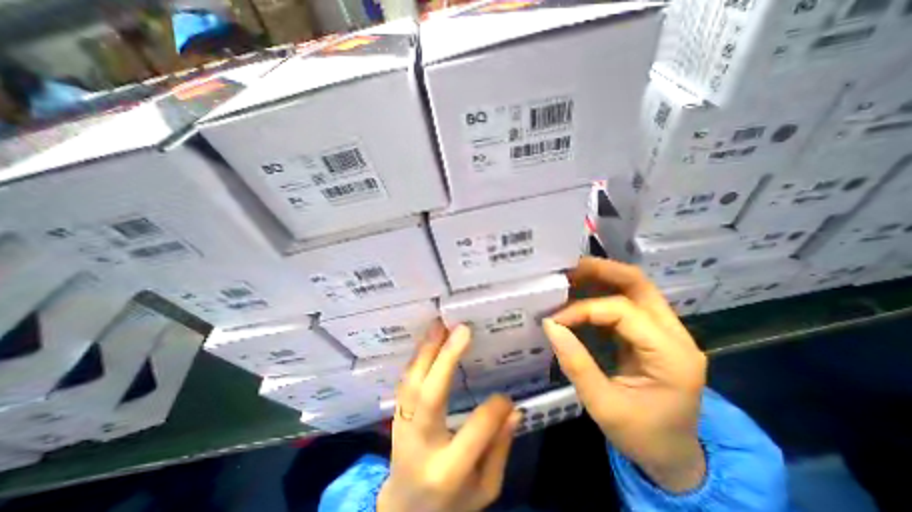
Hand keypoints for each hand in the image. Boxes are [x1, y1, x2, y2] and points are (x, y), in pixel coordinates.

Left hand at [377, 321, 520, 509]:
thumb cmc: (452, 503)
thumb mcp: (484, 489)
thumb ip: (499, 450)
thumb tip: (513, 410)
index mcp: (447, 472)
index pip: (475, 433)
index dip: (494, 410)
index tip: (507, 397)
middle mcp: (420, 445)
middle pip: (431, 396)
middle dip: (447, 359)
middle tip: (461, 329)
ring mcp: (402, 428)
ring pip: (412, 384)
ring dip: (426, 351)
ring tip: (439, 325)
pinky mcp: (396, 417)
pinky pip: (404, 383)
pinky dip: (416, 359)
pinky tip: (427, 341)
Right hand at [543, 257, 708, 493]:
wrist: (673, 455)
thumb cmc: (642, 435)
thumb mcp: (603, 406)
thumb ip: (576, 363)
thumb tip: (550, 325)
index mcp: (671, 355)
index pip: (622, 311)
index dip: (583, 309)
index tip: (554, 319)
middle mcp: (675, 334)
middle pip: (639, 284)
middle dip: (601, 271)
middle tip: (568, 268)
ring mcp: (666, 331)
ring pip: (634, 288)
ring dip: (601, 278)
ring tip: (570, 276)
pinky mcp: (651, 333)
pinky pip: (625, 302)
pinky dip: (600, 294)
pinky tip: (579, 295)